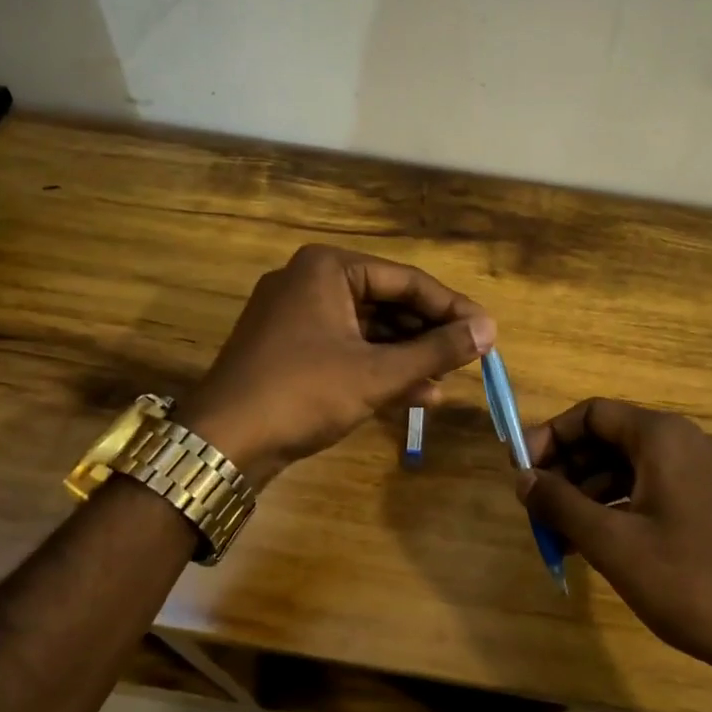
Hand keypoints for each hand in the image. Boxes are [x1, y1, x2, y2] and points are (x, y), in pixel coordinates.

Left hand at [181, 245, 495, 487]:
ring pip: (368, 330)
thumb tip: (489, 330)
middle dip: (428, 335)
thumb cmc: (303, 393)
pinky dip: (379, 369)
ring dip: (408, 356)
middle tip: (470, 357)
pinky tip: (417, 395)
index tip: (487, 330)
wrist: (222, 443)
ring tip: (448, 382)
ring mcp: (296, 317)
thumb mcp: (377, 373)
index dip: (451, 307)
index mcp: (327, 268)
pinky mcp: (290, 349)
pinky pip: (347, 349)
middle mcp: (310, 281)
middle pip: (387, 302)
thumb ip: (436, 350)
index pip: (405, 280)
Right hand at [517, 399, 711, 678]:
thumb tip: (521, 478)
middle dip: (568, 469)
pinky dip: (623, 508)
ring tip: (560, 533)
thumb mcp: (613, 544)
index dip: (550, 436)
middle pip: (613, 438)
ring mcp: (711, 475)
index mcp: (665, 437)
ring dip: (592, 493)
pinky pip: (658, 491)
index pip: (593, 414)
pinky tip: (600, 544)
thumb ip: (560, 504)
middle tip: (536, 506)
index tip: (521, 470)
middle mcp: (690, 443)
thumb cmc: (690, 582)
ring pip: (634, 468)